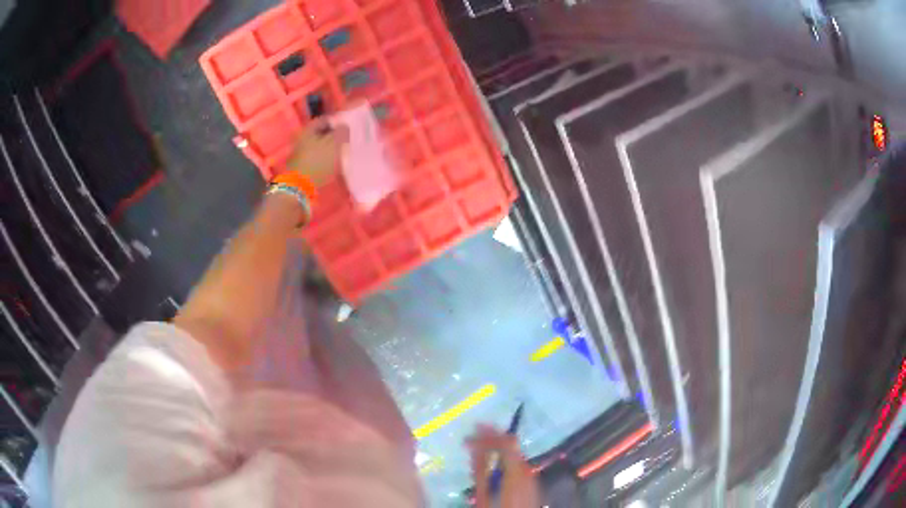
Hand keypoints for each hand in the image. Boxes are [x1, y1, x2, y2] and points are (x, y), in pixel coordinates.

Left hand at [286, 118, 348, 186]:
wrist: (300, 187)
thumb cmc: (318, 162)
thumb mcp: (335, 144)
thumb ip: (342, 132)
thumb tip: (344, 126)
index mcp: (307, 129)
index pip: (325, 120)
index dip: (337, 122)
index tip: (347, 129)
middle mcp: (301, 138)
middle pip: (320, 133)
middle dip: (333, 135)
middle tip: (345, 140)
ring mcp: (299, 152)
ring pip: (318, 144)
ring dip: (329, 147)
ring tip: (340, 152)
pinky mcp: (301, 164)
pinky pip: (315, 155)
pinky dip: (323, 156)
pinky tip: (332, 162)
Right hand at [466, 425, 540, 507]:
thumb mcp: (483, 494)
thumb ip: (480, 470)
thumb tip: (474, 447)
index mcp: (517, 470)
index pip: (506, 441)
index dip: (489, 432)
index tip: (472, 429)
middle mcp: (527, 469)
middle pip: (512, 445)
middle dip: (491, 438)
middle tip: (471, 437)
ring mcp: (532, 476)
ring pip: (514, 454)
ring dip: (497, 448)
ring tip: (478, 449)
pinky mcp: (531, 483)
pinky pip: (518, 464)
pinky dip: (504, 459)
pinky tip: (492, 464)